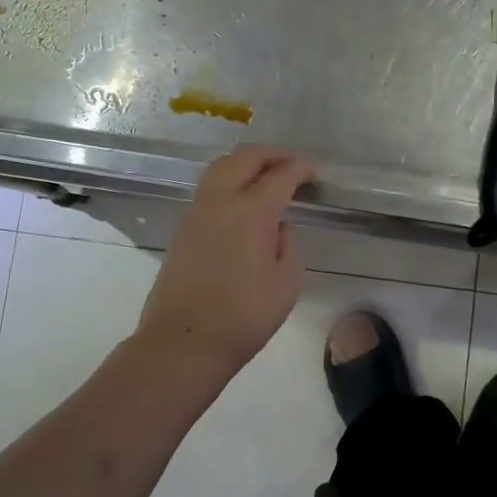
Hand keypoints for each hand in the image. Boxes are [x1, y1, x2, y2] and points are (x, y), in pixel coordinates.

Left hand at [137, 146, 315, 379]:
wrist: (183, 341)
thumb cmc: (244, 316)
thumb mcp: (287, 283)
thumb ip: (287, 245)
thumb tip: (277, 227)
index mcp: (252, 211)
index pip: (280, 176)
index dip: (300, 169)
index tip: (313, 171)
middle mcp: (221, 201)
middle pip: (244, 159)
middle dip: (270, 155)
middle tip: (290, 163)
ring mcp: (196, 213)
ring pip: (220, 169)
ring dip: (244, 164)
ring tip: (264, 175)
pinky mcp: (183, 229)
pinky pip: (209, 190)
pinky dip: (228, 182)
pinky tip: (241, 201)